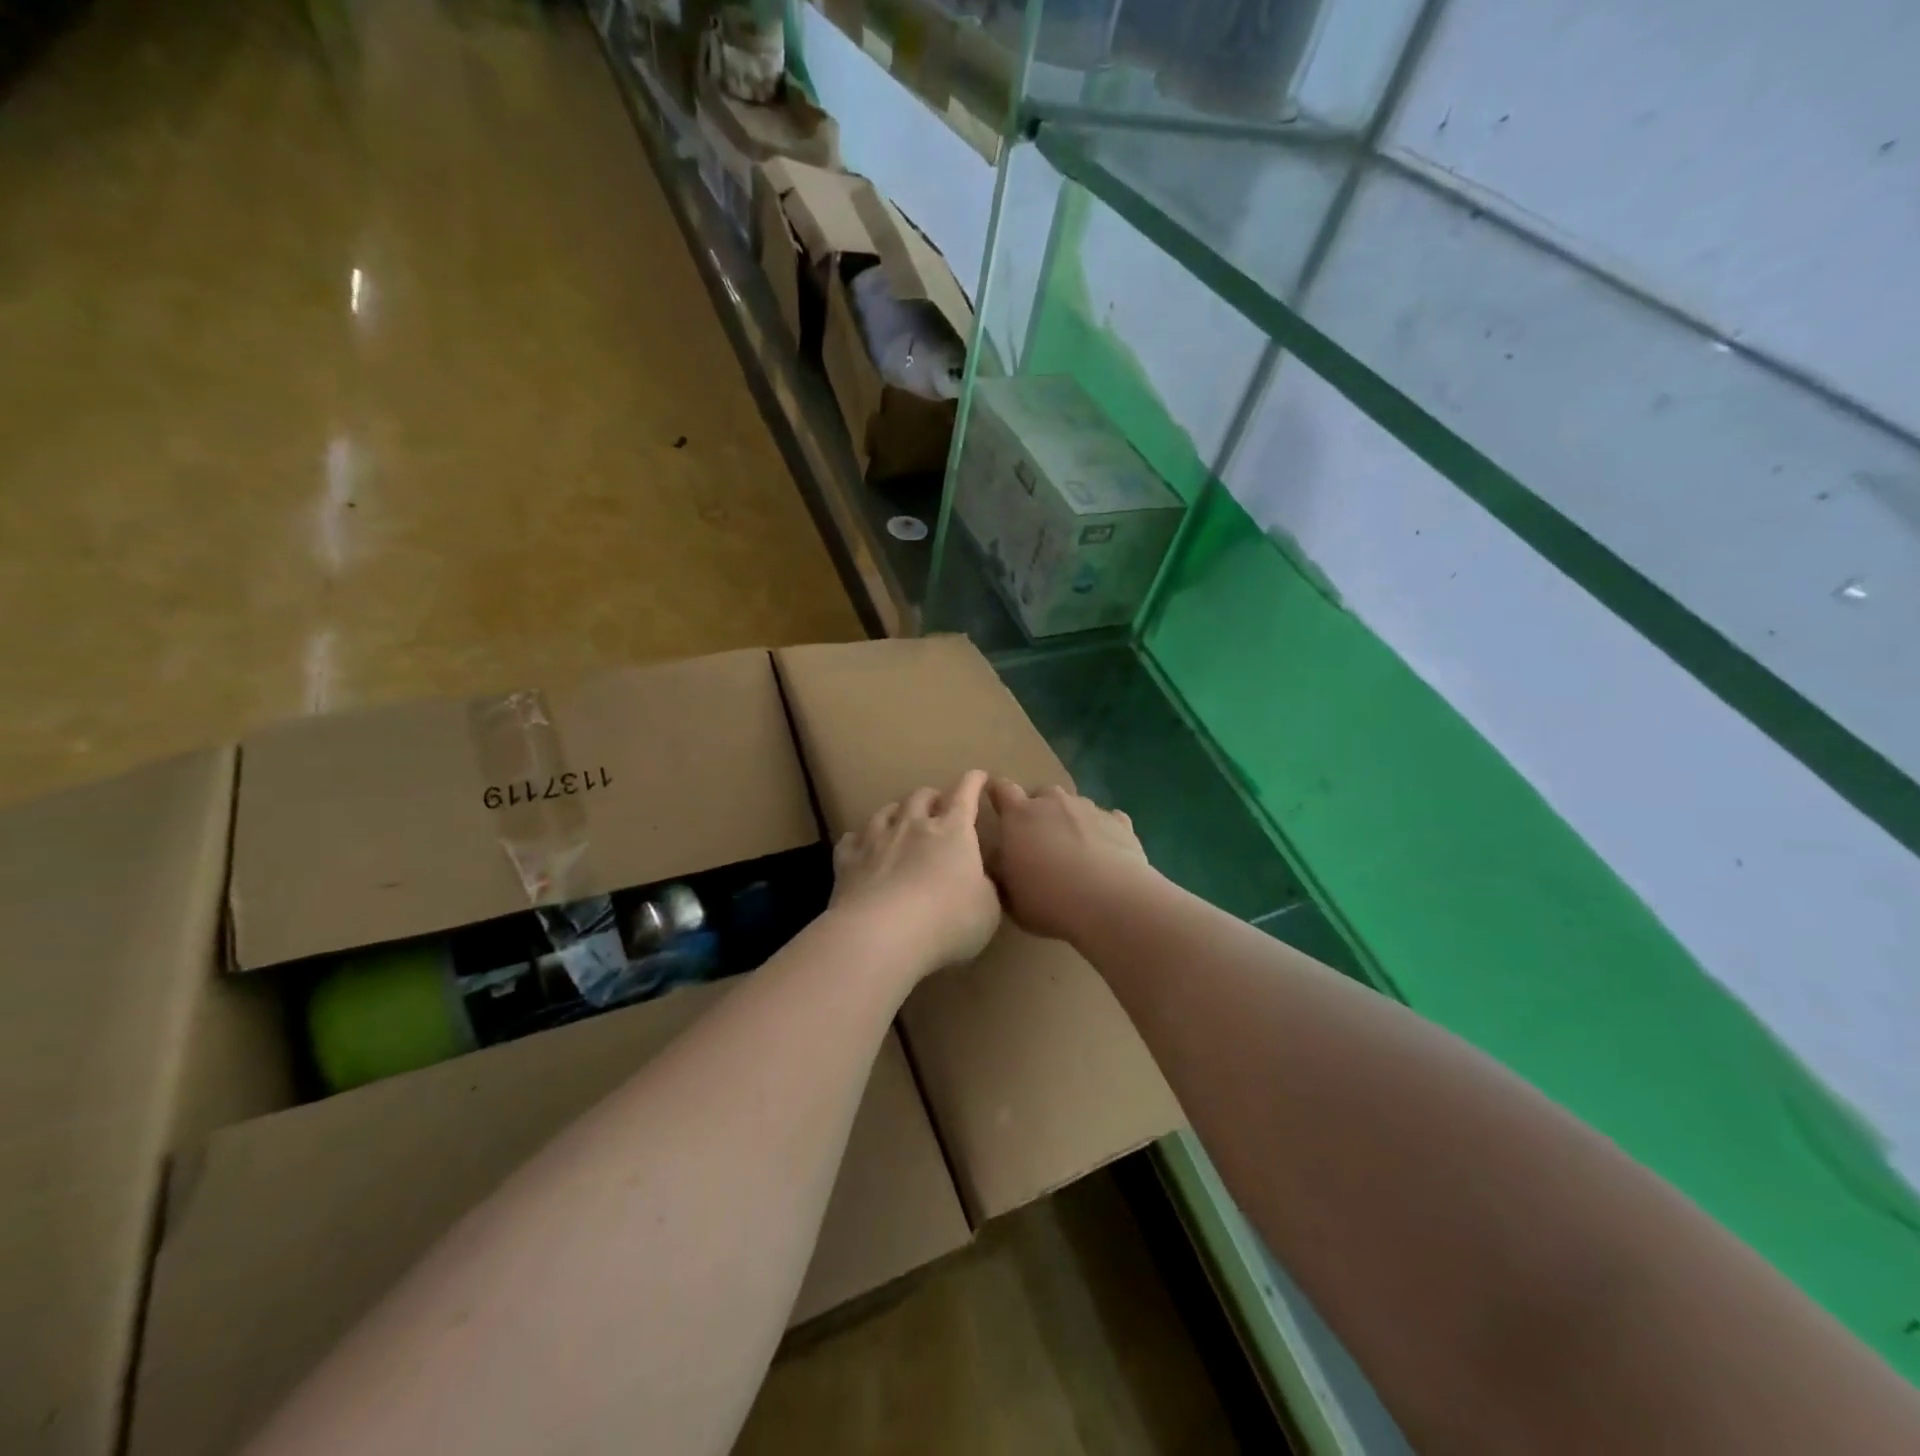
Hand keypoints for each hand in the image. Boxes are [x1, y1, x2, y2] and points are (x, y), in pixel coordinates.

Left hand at [829, 770, 1000, 981]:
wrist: (882, 934)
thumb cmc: (947, 920)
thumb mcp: (987, 909)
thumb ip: (984, 887)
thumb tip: (979, 879)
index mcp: (953, 831)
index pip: (966, 794)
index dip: (973, 782)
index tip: (978, 776)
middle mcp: (914, 825)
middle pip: (922, 796)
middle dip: (932, 797)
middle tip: (937, 805)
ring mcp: (877, 839)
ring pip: (886, 811)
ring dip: (897, 812)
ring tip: (900, 818)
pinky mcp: (848, 859)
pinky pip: (851, 838)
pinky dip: (860, 839)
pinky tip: (860, 845)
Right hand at [984, 779, 1156, 943]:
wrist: (1110, 901)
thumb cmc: (1048, 899)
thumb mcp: (1009, 895)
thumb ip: (1001, 871)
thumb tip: (999, 860)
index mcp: (1019, 815)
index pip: (1001, 789)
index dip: (997, 792)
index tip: (996, 803)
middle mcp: (1053, 802)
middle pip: (1041, 795)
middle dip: (1038, 811)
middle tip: (1040, 841)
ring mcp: (1089, 808)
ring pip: (1075, 806)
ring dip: (1071, 822)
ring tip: (1076, 853)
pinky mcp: (1120, 822)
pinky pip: (1107, 821)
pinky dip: (1103, 833)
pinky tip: (1107, 856)